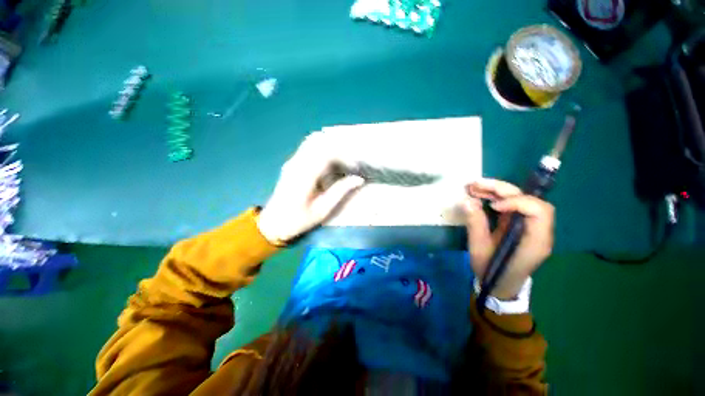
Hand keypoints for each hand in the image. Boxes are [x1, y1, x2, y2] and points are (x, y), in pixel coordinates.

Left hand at [257, 132, 364, 244]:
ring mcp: (292, 162)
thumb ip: (340, 191)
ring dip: (329, 147)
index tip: (355, 166)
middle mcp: (297, 164)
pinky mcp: (291, 163)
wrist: (274, 222)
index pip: (326, 153)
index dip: (344, 156)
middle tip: (351, 161)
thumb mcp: (323, 209)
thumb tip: (359, 179)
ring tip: (342, 159)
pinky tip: (330, 160)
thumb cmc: (299, 220)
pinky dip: (321, 149)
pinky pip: (308, 148)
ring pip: (313, 142)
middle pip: (319, 142)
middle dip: (338, 148)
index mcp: (305, 176)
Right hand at [462, 179, 554, 299]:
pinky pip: (510, 205)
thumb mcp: (479, 249)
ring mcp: (528, 225)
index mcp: (535, 241)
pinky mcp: (519, 224)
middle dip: (500, 189)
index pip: (539, 211)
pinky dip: (495, 197)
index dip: (518, 202)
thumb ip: (475, 224)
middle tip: (474, 186)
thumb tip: (467, 201)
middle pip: (527, 199)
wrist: (500, 284)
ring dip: (496, 190)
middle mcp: (537, 230)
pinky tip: (479, 195)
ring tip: (472, 188)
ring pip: (518, 199)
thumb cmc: (492, 270)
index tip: (493, 206)